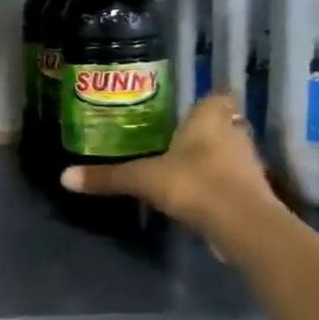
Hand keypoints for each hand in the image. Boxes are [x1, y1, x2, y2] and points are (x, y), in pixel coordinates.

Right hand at [60, 92, 284, 247]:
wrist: (241, 224)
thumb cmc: (193, 183)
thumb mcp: (142, 179)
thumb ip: (108, 177)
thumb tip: (64, 177)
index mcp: (210, 117)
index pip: (219, 95)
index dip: (207, 101)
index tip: (190, 111)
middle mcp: (234, 133)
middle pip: (226, 124)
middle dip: (208, 131)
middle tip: (180, 140)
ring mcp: (249, 164)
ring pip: (232, 153)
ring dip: (216, 159)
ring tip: (186, 169)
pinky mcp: (255, 193)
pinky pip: (235, 181)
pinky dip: (221, 186)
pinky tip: (200, 196)